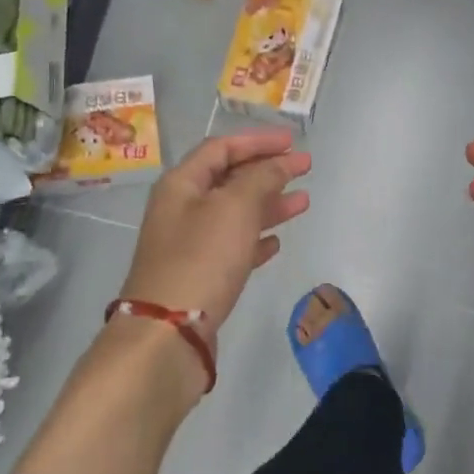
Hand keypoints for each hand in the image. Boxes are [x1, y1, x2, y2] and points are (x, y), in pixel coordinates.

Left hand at [120, 129, 310, 349]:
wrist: (168, 331)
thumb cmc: (201, 258)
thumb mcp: (234, 207)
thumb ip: (261, 178)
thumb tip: (279, 163)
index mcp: (182, 184)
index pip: (221, 148)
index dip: (257, 141)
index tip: (292, 142)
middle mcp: (182, 209)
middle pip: (229, 180)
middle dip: (268, 172)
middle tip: (304, 169)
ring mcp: (190, 244)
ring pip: (235, 214)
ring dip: (269, 205)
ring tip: (303, 203)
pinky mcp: (200, 275)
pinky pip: (233, 247)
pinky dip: (256, 240)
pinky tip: (276, 244)